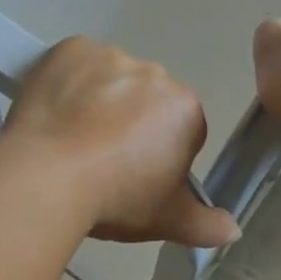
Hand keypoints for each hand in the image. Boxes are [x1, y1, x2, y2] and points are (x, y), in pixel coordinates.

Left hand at [4, 37, 239, 247]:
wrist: (47, 177)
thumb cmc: (116, 198)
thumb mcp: (167, 220)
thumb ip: (206, 225)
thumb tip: (234, 231)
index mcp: (185, 109)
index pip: (181, 130)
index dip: (157, 156)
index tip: (133, 178)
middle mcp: (155, 74)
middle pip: (146, 101)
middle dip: (131, 124)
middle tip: (101, 161)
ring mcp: (111, 57)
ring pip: (110, 80)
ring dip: (99, 101)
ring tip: (71, 141)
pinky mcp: (71, 49)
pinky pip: (75, 64)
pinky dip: (68, 83)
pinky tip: (54, 114)